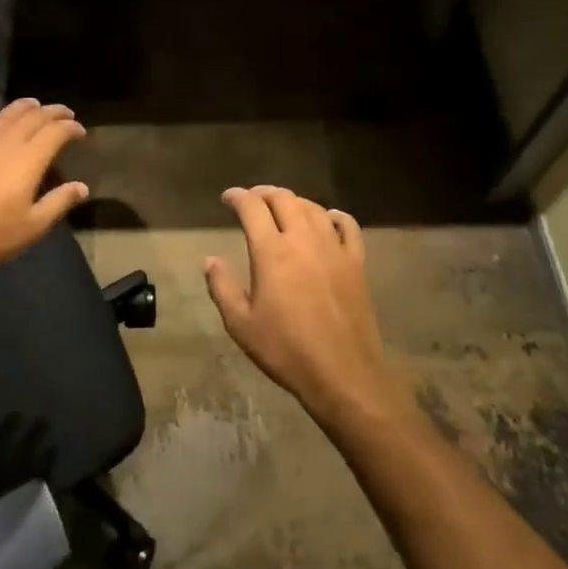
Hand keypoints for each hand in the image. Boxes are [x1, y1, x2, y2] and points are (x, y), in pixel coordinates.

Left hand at [0, 99, 89, 278]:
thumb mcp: (34, 226)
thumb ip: (60, 202)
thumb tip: (82, 186)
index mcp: (29, 160)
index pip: (55, 131)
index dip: (71, 127)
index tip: (81, 131)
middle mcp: (6, 143)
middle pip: (33, 117)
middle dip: (53, 112)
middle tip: (65, 114)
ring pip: (6, 114)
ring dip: (24, 107)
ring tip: (35, 106)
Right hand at [205, 186, 393, 426]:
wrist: (343, 374)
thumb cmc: (286, 350)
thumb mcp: (240, 324)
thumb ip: (221, 287)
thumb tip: (211, 260)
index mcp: (271, 252)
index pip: (252, 208)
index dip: (237, 197)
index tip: (227, 199)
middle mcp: (303, 240)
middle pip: (283, 199)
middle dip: (263, 193)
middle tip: (251, 200)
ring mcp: (334, 249)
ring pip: (313, 208)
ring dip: (294, 201)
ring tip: (282, 207)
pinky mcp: (357, 263)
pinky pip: (348, 226)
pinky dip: (334, 216)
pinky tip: (328, 218)